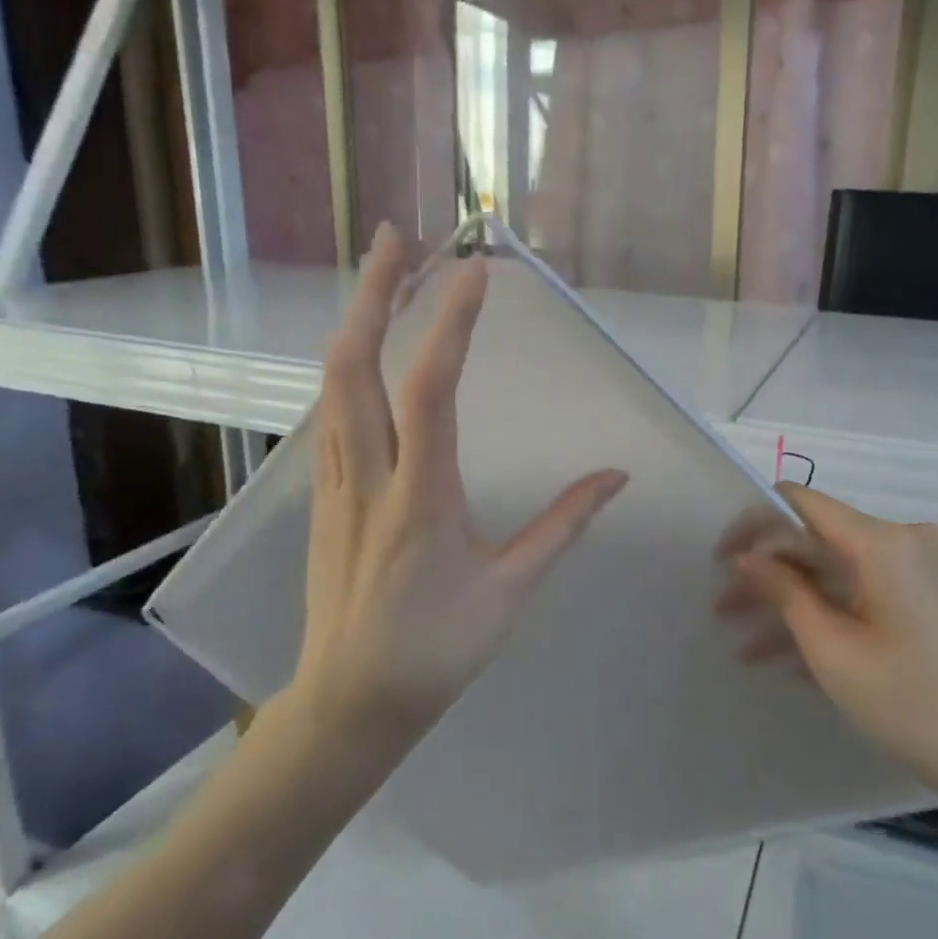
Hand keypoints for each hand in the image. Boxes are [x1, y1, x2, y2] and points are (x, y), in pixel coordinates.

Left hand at [283, 224, 627, 746]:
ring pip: (331, 383)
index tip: (471, 271)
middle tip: (392, 237)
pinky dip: (346, 365)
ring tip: (381, 275)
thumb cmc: (438, 649)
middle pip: (354, 364)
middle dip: (372, 292)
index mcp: (420, 496)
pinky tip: (363, 351)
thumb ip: (563, 526)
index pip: (431, 389)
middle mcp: (367, 475)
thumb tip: (616, 478)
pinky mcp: (321, 496)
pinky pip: (328, 413)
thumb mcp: (511, 589)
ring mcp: (334, 482)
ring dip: (355, 320)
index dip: (449, 324)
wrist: (350, 701)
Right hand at [723, 485, 937, 830]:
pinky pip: (865, 594)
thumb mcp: (834, 650)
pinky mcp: (932, 600)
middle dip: (766, 575)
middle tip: (722, 611)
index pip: (799, 501)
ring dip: (792, 604)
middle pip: (817, 541)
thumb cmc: (916, 706)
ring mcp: (923, 571)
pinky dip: (829, 617)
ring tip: (745, 646)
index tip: (719, 559)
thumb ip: (785, 591)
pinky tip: (791, 658)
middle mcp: (905, 541)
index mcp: (882, 542)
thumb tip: (747, 556)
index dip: (752, 523)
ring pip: (838, 573)